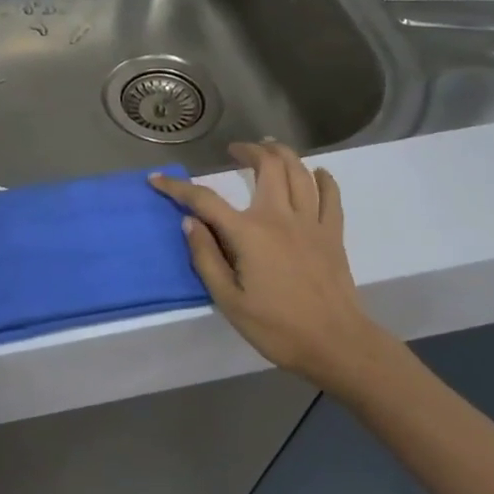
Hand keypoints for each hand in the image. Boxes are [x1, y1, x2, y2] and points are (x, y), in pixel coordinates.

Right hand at [150, 142, 381, 390]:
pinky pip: (330, 196)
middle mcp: (279, 217)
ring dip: (283, 154)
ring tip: (270, 148)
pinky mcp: (333, 234)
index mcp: (248, 233)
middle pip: (267, 166)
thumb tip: (190, 222)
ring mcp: (310, 223)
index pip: (205, 200)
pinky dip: (323, 179)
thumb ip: (206, 257)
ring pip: (299, 172)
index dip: (177, 187)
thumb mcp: (228, 300)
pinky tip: (317, 173)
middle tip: (234, 150)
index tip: (157, 179)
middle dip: (248, 151)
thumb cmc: (277, 327)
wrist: (337, 345)